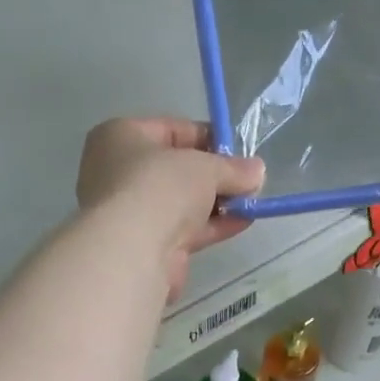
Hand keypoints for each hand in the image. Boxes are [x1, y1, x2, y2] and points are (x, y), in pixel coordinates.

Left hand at [76, 118, 264, 298]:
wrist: (134, 250)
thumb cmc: (160, 187)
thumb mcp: (204, 166)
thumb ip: (233, 168)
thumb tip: (258, 171)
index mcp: (121, 137)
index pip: (171, 130)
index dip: (208, 138)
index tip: (239, 151)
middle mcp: (120, 173)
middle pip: (177, 169)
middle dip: (215, 175)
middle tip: (248, 180)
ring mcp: (133, 213)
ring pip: (182, 202)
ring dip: (217, 202)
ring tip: (252, 201)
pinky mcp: (148, 246)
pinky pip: (186, 229)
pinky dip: (212, 225)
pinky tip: (242, 222)